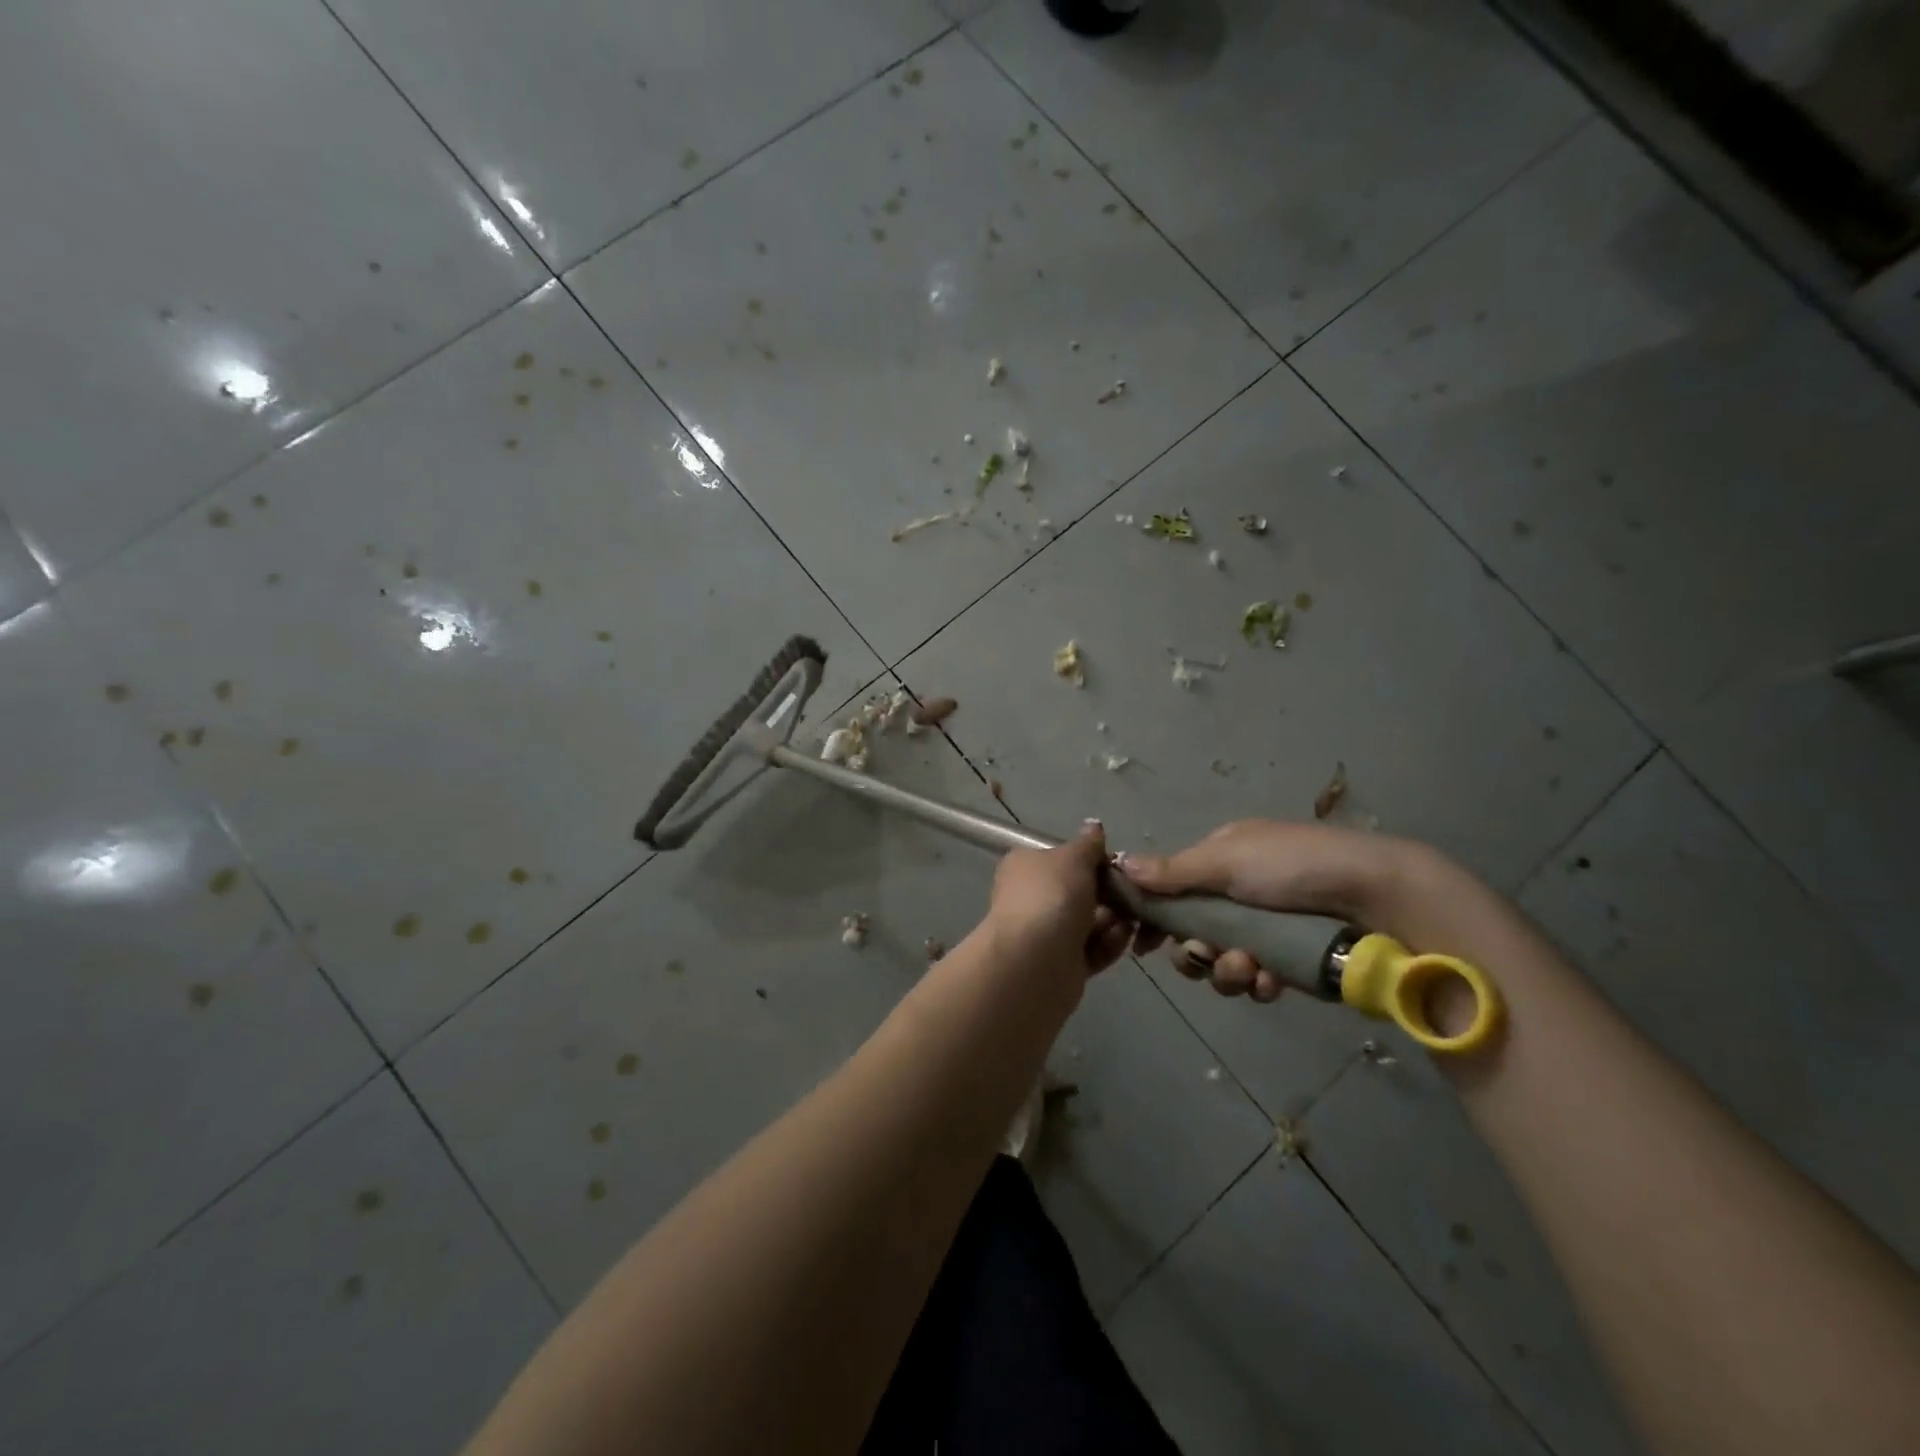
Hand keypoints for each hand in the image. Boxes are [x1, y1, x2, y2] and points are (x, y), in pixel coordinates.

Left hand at [988, 822, 1162, 986]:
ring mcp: (1044, 933)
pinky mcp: (1061, 964)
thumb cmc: (1052, 896)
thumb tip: (1094, 826)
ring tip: (1131, 919)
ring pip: (1088, 922)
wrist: (1035, 962)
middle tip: (1131, 894)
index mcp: (1025, 866)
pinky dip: (1109, 944)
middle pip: (1077, 891)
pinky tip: (1125, 939)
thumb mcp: (1073, 858)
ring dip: (1113, 919)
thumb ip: (1088, 844)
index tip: (1115, 865)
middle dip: (1108, 893)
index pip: (1060, 858)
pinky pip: (1091, 949)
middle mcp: (1031, 898)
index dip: (1089, 860)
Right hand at [1117, 819, 1426, 1002]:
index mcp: (1222, 858)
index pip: (1172, 888)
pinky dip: (1260, 982)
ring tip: (1249, 969)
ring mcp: (1266, 928)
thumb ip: (1172, 872)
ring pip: (1221, 961)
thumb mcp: (1226, 860)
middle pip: (1192, 932)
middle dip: (1194, 951)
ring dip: (1226, 970)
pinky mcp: (1291, 960)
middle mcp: (1239, 892)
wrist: (1378, 898)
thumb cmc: (1294, 867)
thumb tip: (1118, 863)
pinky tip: (1274, 981)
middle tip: (1203, 956)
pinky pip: (1257, 980)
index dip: (1153, 915)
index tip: (1139, 942)